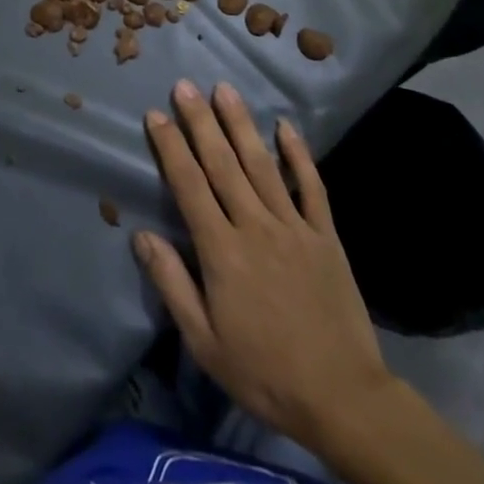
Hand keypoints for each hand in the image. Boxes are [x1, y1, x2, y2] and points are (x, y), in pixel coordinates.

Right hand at [136, 80, 390, 452]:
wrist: (342, 397)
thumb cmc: (263, 373)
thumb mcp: (204, 342)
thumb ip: (172, 284)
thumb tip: (141, 236)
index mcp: (222, 252)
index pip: (189, 186)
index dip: (171, 147)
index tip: (156, 114)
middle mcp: (255, 227)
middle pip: (222, 164)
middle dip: (200, 121)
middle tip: (185, 85)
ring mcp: (294, 227)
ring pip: (262, 164)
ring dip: (241, 124)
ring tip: (224, 89)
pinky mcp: (325, 235)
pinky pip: (310, 186)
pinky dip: (298, 154)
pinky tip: (285, 125)